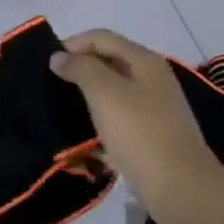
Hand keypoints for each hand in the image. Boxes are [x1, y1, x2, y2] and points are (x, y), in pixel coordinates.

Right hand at [50, 29, 223, 223]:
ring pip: (109, 88)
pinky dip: (95, 116)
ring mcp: (151, 105)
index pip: (101, 37)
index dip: (72, 44)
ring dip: (83, 94)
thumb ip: (81, 69)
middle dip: (76, 68)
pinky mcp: (147, 130)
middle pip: (106, 60)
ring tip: (58, 107)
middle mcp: (150, 77)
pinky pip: (114, 114)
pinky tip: (79, 131)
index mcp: (144, 61)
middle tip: (47, 86)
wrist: (179, 186)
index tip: (44, 65)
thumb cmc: (140, 133)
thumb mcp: (105, 94)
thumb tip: (59, 56)